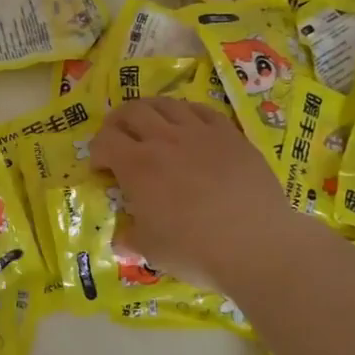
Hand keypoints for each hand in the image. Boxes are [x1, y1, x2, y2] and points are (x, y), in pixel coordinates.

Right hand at [91, 97, 295, 285]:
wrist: (257, 245)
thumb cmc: (195, 250)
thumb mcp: (151, 250)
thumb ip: (131, 238)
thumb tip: (122, 240)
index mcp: (137, 166)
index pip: (105, 140)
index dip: (97, 151)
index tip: (101, 168)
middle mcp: (164, 139)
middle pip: (132, 111)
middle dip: (118, 122)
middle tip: (119, 139)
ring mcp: (200, 133)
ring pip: (167, 104)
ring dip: (150, 111)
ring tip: (151, 126)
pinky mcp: (230, 135)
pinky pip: (202, 110)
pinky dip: (186, 113)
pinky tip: (188, 125)